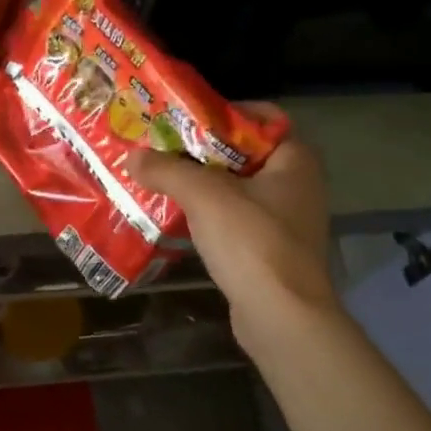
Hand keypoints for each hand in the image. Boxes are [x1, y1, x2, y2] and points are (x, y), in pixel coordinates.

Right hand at [128, 117, 339, 348]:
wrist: (281, 317)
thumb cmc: (251, 242)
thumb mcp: (204, 195)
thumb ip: (167, 170)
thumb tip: (133, 157)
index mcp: (294, 159)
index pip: (262, 118)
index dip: (222, 113)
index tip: (184, 117)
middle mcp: (296, 184)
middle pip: (243, 153)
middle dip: (201, 150)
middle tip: (161, 146)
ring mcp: (285, 220)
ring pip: (236, 188)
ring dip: (200, 184)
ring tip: (159, 178)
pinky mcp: (269, 250)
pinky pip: (234, 219)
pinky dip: (207, 214)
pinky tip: (175, 216)